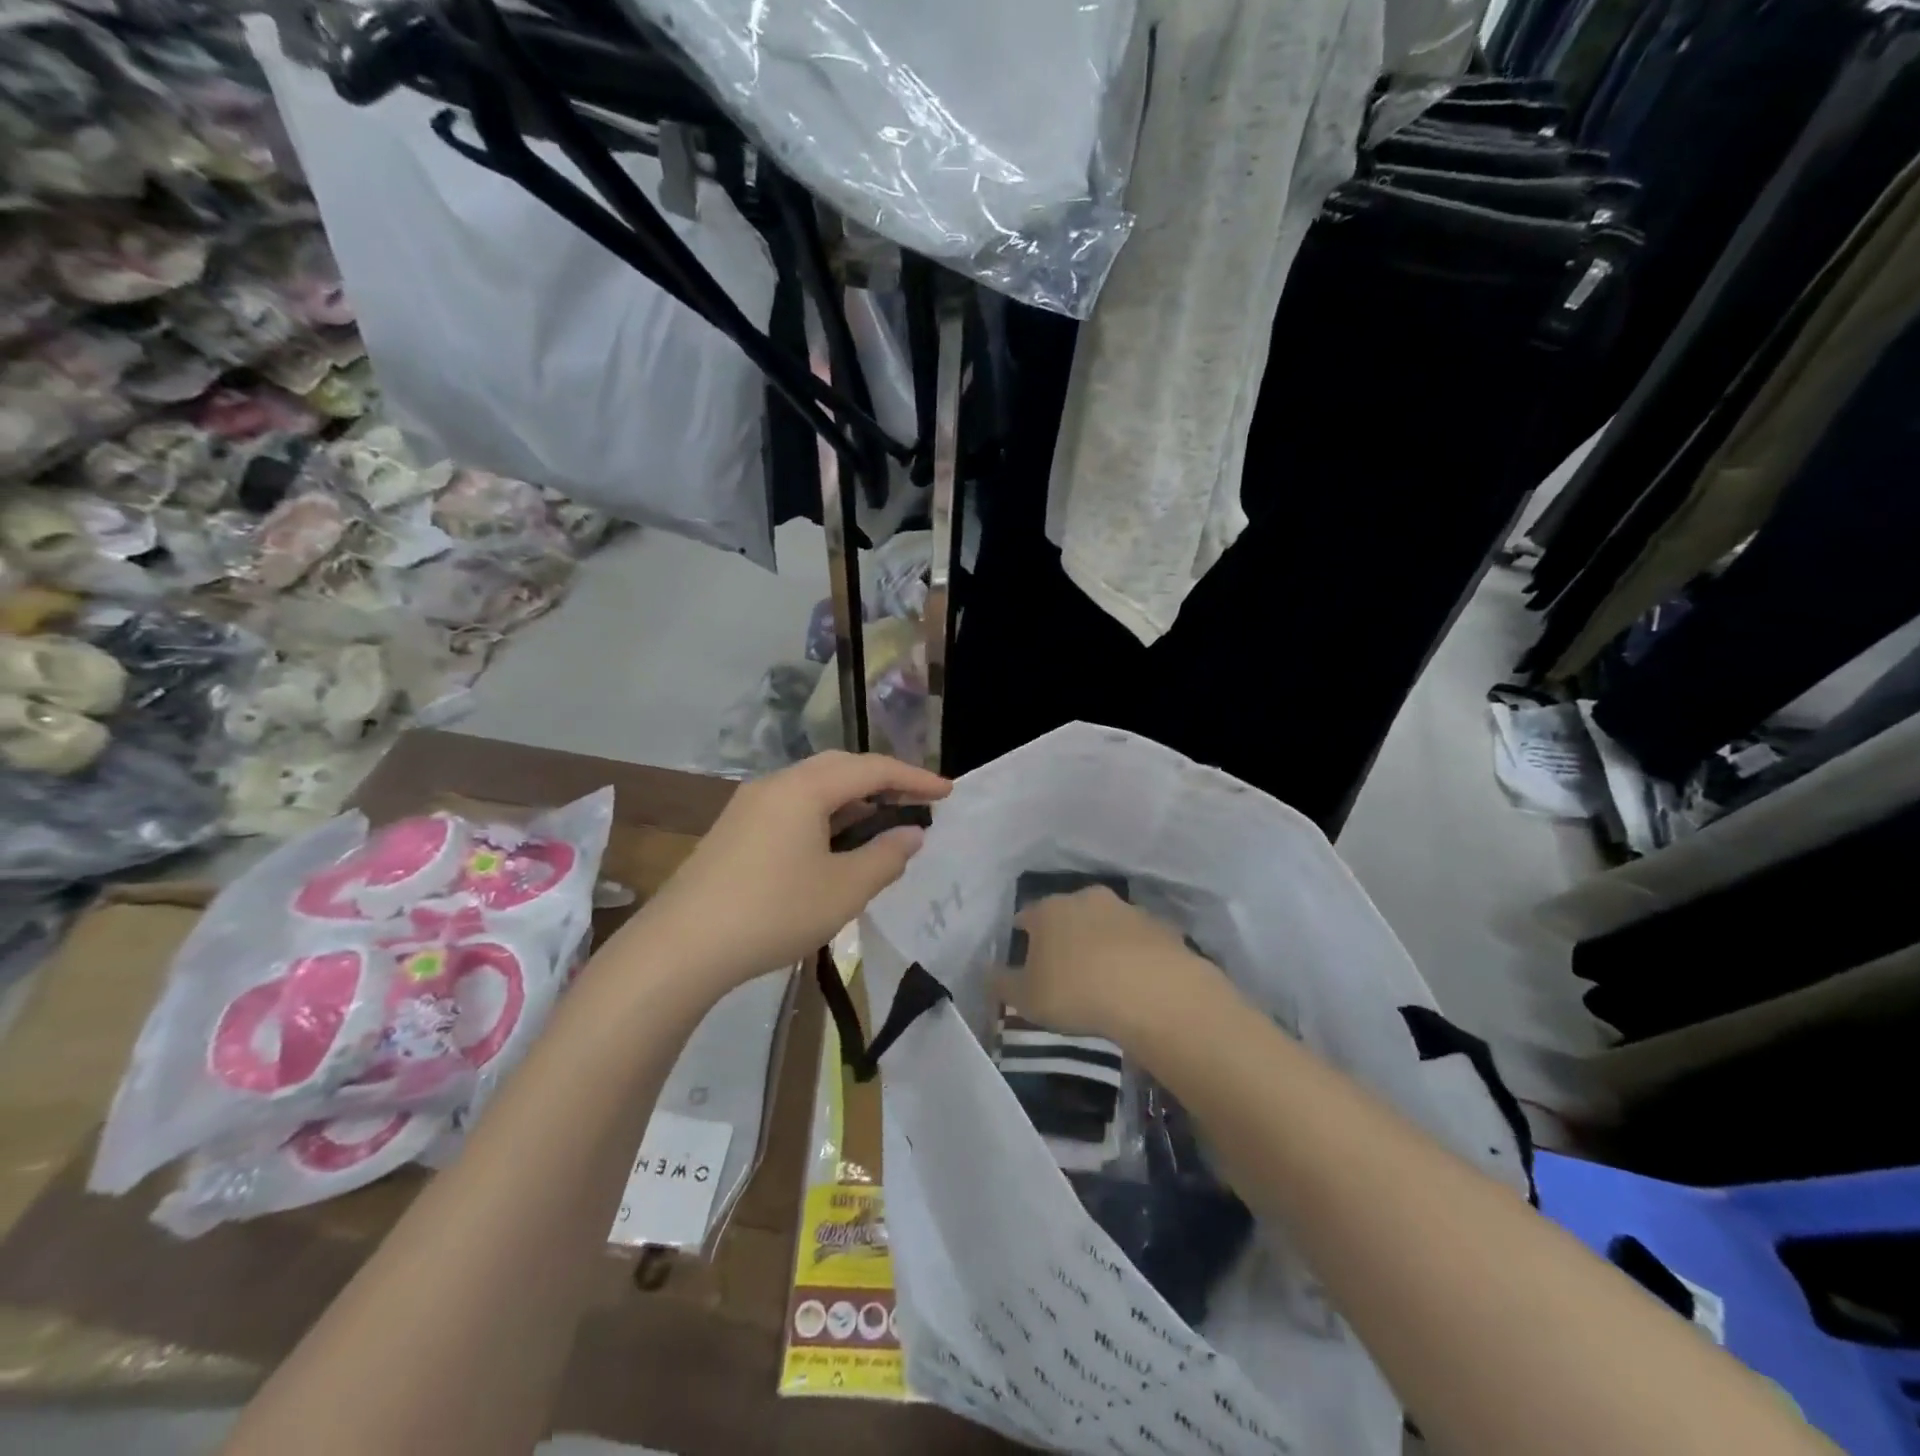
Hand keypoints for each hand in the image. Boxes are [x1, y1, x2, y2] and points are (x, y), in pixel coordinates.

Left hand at [629, 752, 949, 989]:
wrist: (681, 947)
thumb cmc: (772, 912)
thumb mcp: (843, 890)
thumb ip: (885, 857)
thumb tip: (911, 835)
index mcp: (805, 788)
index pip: (872, 769)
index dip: (914, 778)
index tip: (947, 792)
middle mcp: (776, 784)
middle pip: (840, 768)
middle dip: (882, 780)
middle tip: (916, 801)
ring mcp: (749, 806)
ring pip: (813, 787)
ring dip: (852, 799)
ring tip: (882, 821)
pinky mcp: (735, 830)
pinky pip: (792, 807)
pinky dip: (825, 815)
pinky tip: (834, 843)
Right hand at [994, 887, 1227, 1049]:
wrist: (1152, 992)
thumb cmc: (1075, 992)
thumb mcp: (1026, 998)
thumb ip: (1002, 984)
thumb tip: (986, 973)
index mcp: (1049, 910)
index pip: (1027, 914)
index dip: (1023, 932)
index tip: (1024, 950)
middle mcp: (1086, 898)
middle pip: (1068, 912)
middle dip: (1065, 932)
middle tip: (1064, 963)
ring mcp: (1127, 909)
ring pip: (1107, 922)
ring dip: (1102, 940)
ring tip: (1103, 974)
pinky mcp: (1161, 926)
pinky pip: (1139, 939)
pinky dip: (1135, 953)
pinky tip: (1136, 979)